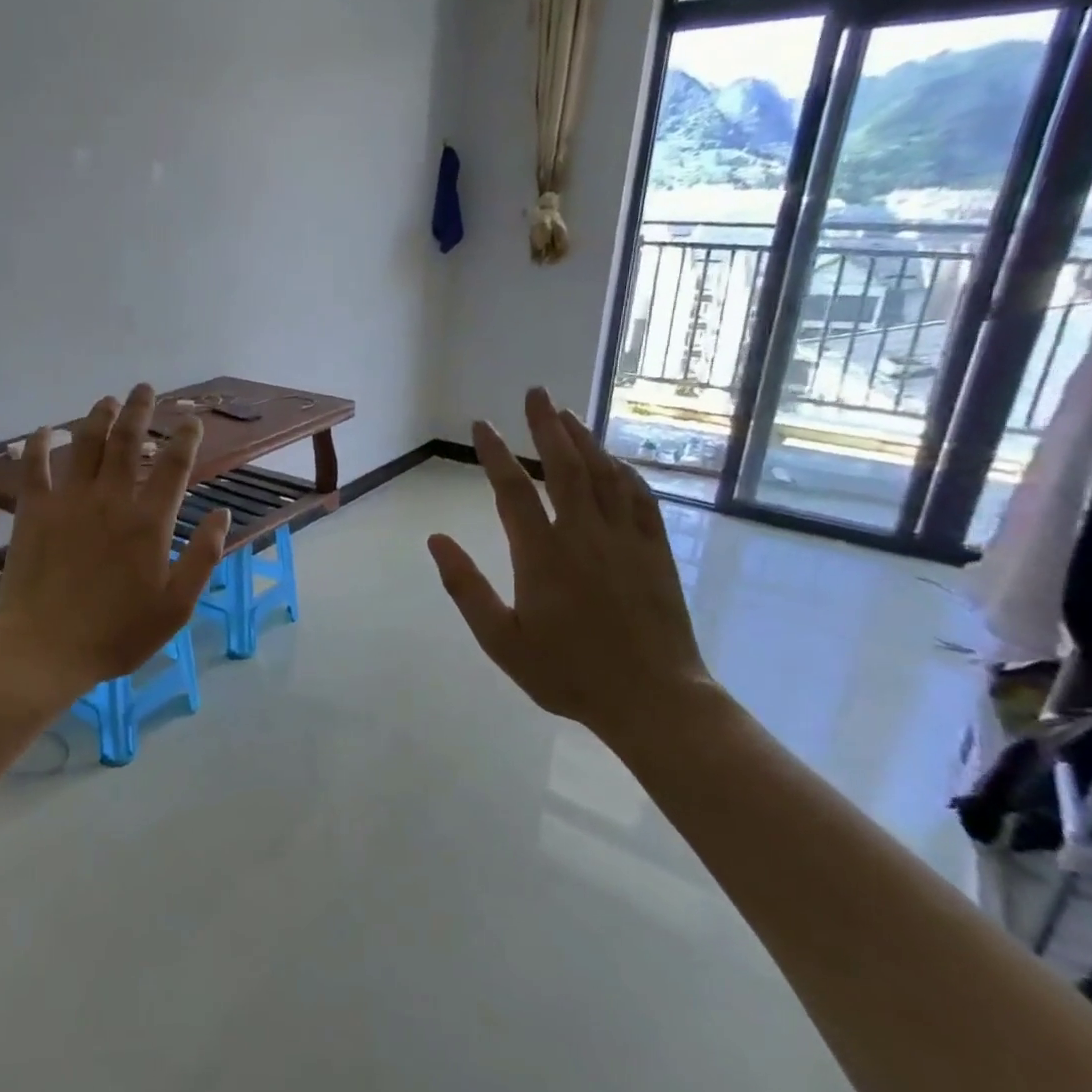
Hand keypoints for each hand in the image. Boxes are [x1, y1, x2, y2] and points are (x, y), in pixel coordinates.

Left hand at [0, 383, 230, 696]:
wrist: (45, 648)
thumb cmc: (117, 633)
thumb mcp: (176, 605)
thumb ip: (203, 556)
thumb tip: (221, 513)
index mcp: (148, 521)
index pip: (173, 465)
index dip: (185, 437)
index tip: (192, 420)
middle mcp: (110, 498)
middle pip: (127, 440)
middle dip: (139, 409)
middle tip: (145, 388)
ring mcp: (68, 500)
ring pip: (85, 443)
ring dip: (98, 416)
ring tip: (107, 400)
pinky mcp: (34, 510)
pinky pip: (36, 466)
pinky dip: (40, 444)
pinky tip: (45, 430)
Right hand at [427, 387, 715, 741]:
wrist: (653, 699)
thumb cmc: (568, 673)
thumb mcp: (501, 640)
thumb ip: (466, 587)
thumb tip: (436, 540)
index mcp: (541, 555)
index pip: (512, 491)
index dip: (495, 454)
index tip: (481, 425)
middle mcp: (584, 535)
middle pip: (563, 466)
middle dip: (545, 426)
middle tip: (535, 392)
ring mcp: (625, 540)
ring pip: (603, 474)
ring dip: (583, 439)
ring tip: (566, 413)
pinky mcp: (655, 550)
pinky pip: (639, 498)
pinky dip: (623, 472)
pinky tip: (614, 460)